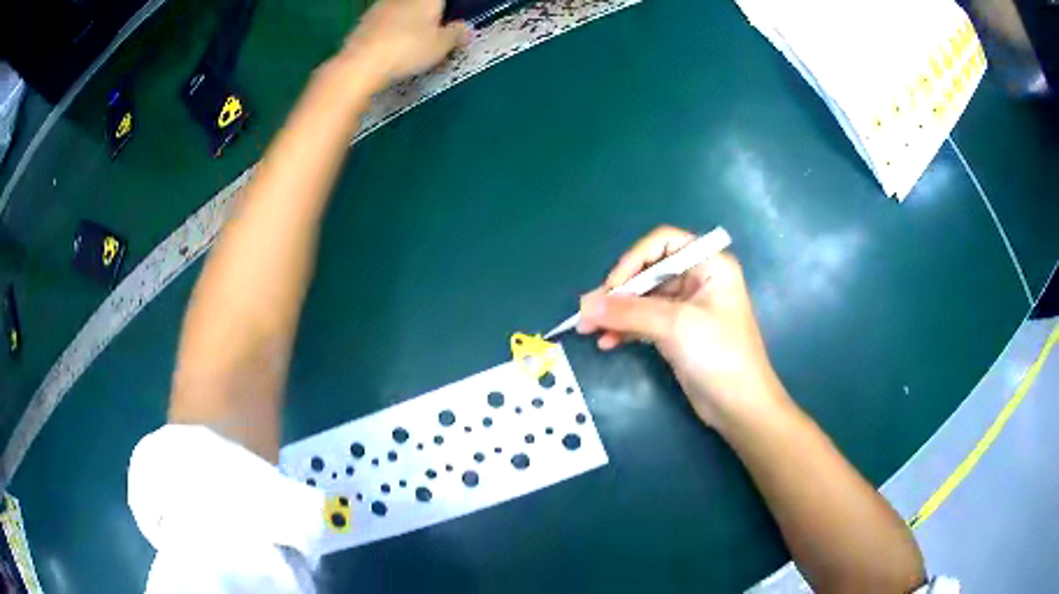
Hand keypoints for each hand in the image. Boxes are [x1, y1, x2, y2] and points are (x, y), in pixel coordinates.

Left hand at [342, 0, 469, 84]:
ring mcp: (380, 7)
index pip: (441, 0)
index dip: (447, 11)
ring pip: (401, 13)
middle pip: (421, 5)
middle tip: (434, 37)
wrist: (360, 64)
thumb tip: (465, 29)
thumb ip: (456, 34)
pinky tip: (392, 51)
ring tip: (413, 47)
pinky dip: (391, 34)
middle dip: (429, 18)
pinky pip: (385, 24)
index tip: (449, 26)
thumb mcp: (442, 45)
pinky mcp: (363, 22)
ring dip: (408, 25)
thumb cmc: (408, 49)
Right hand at [578, 226, 788, 428]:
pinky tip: (607, 342)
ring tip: (587, 330)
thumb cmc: (719, 355)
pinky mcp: (677, 333)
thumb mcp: (676, 326)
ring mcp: (687, 308)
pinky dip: (625, 329)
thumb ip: (629, 312)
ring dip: (616, 313)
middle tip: (587, 312)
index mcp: (709, 265)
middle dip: (618, 292)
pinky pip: (645, 322)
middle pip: (648, 272)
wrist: (740, 406)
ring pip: (643, 299)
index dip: (634, 259)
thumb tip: (585, 306)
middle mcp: (698, 280)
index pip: (663, 243)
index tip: (612, 288)